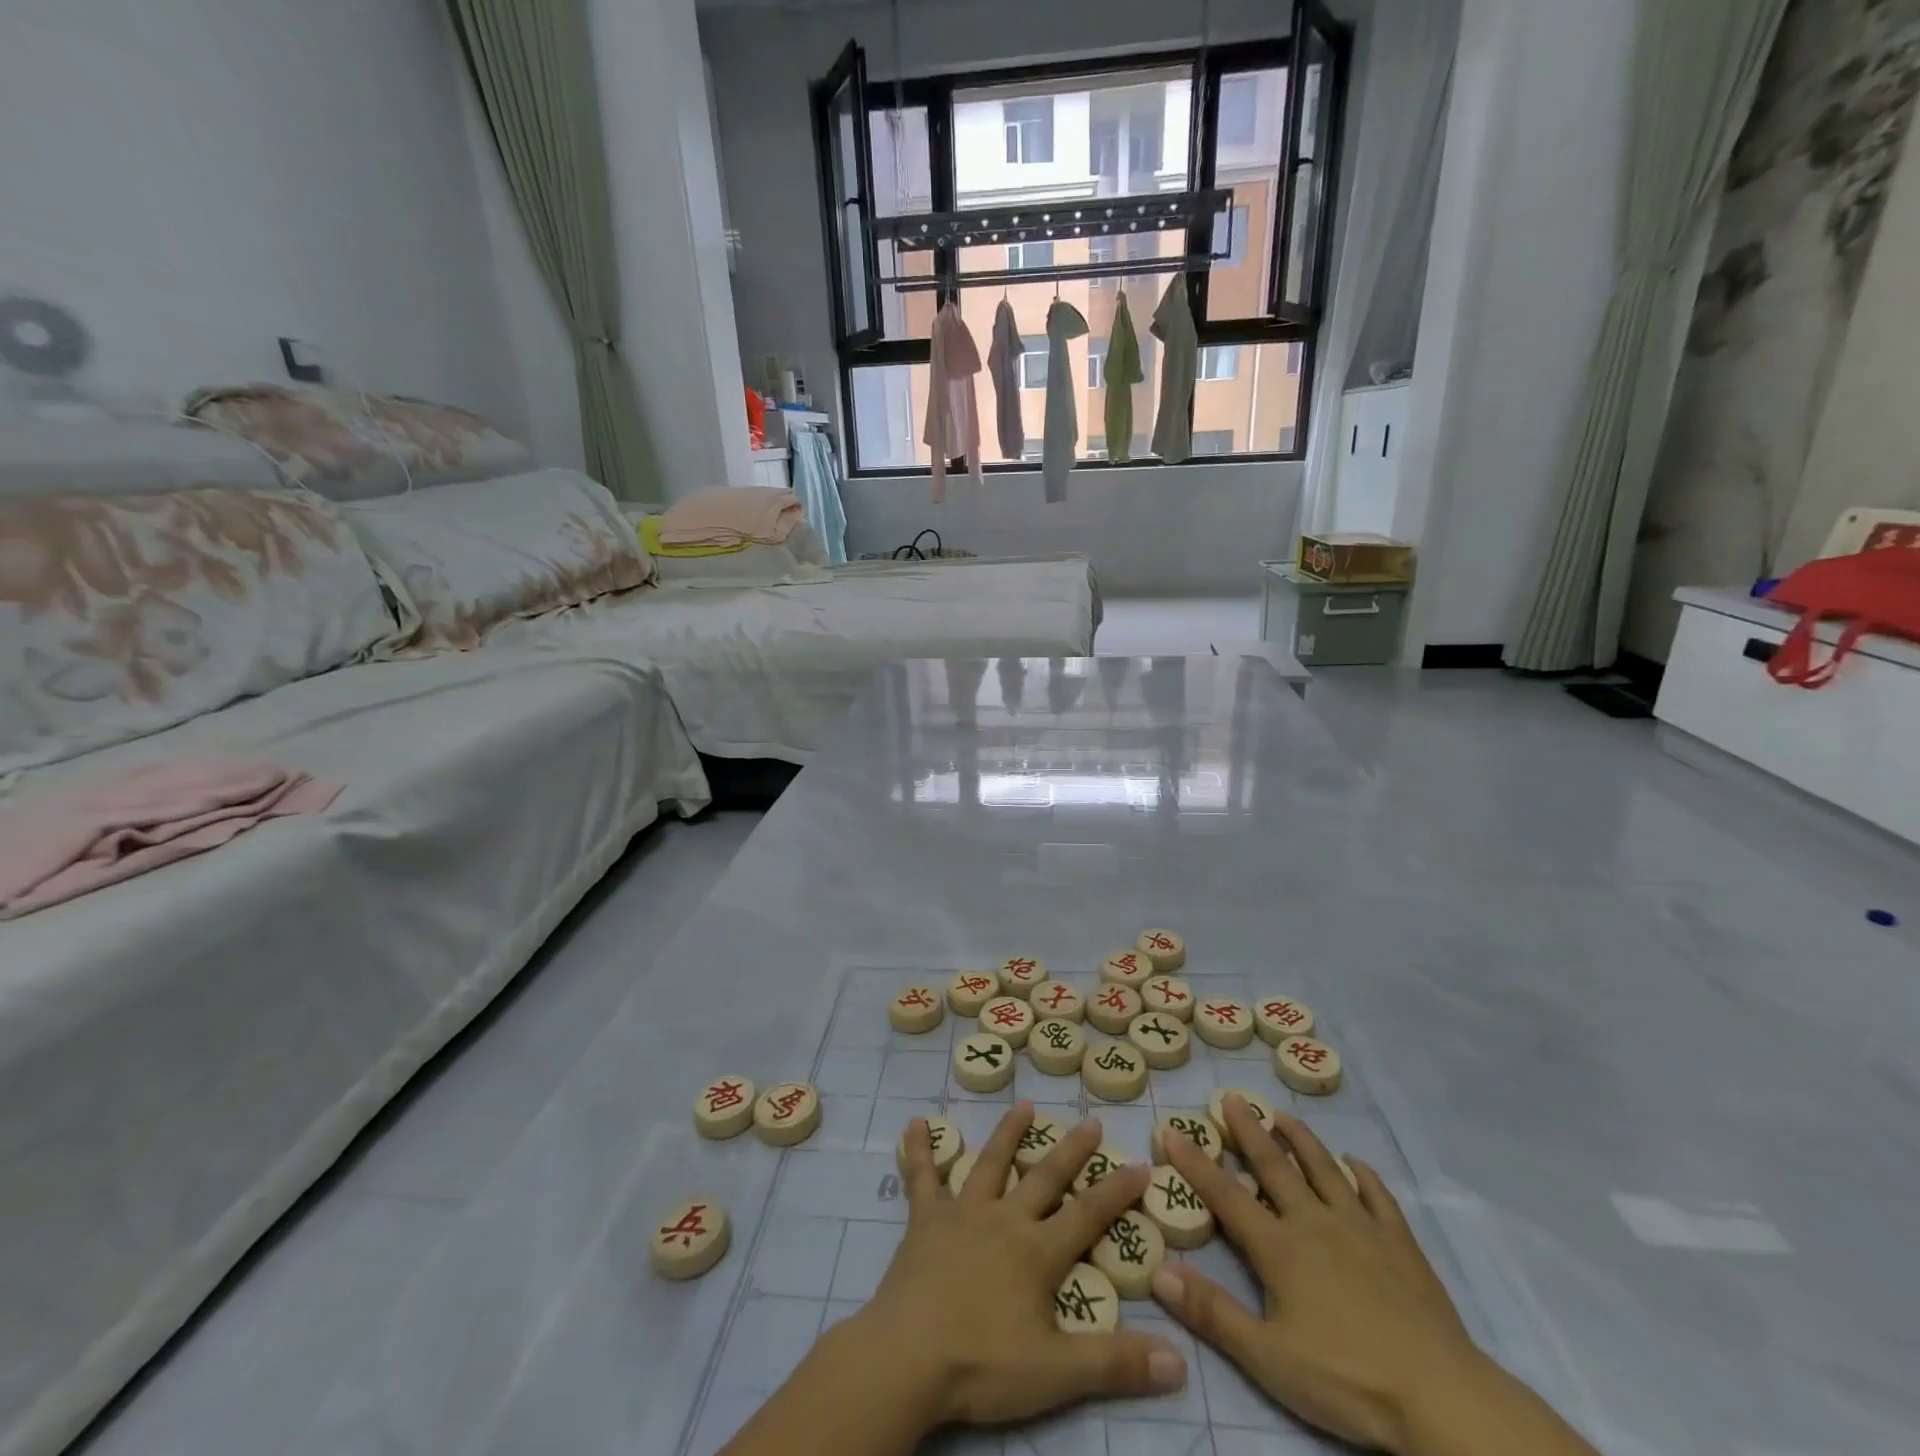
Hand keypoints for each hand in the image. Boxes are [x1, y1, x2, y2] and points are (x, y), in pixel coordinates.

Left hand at [854, 1103, 1187, 1428]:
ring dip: (1008, 1134)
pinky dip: (919, 1150)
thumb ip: (1116, 1363)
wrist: (908, 1357)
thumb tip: (1180, 1360)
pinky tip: (915, 1124)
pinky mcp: (925, 1220)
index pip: (1088, 1214)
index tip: (1141, 1164)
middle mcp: (1004, 1219)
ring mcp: (962, 1214)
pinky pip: (922, 1178)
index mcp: (1037, 1252)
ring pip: (990, 1163)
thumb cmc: (982, 1363)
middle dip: (1071, 1150)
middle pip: (1044, 1177)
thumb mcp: (1057, 1374)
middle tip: (1090, 1120)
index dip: (1117, 1191)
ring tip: (1024, 1106)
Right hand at [1153, 1099, 1483, 1452]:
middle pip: (1274, 1166)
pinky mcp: (1399, 1243)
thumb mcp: (1267, 1357)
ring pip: (1323, 1168)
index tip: (1172, 1130)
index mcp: (1279, 1247)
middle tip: (1232, 1098)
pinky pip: (1377, 1195)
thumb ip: (1212, 1312)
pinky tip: (1355, 1162)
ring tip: (1283, 1115)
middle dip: (1249, 1131)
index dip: (1195, 1163)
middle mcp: (1314, 1222)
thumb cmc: (1346, 1378)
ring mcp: (1360, 1227)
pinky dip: (1362, 1174)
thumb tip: (1160, 1271)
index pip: (1225, 1195)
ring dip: (1301, 1140)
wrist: (1440, 1398)